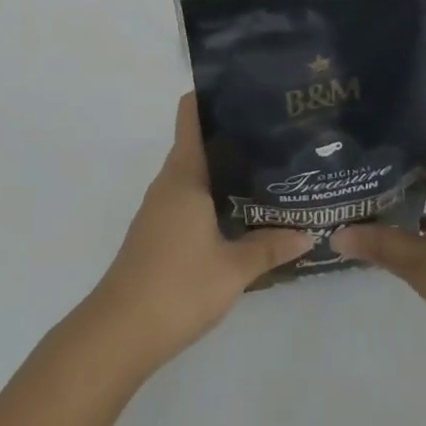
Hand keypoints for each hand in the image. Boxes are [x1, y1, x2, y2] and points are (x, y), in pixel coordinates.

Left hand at [85, 93, 310, 372]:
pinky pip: (187, 198)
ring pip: (193, 173)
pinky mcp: (155, 233)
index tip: (247, 90)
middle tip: (273, 134)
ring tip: (265, 170)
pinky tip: (238, 213)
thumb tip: (307, 231)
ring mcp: (158, 208)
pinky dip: (211, 196)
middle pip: (197, 142)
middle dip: (232, 135)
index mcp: (185, 174)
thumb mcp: (233, 269)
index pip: (191, 114)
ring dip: (222, 169)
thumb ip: (270, 247)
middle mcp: (169, 182)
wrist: (118, 334)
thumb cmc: (177, 287)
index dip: (213, 95)